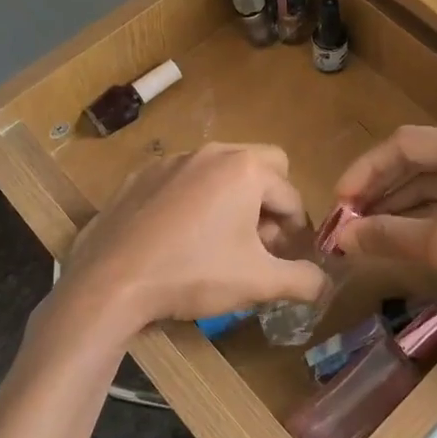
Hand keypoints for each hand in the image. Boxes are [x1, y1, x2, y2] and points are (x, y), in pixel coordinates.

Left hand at [49, 144, 325, 338]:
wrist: (110, 281)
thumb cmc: (194, 274)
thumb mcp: (258, 282)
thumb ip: (302, 280)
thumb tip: (326, 284)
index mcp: (246, 169)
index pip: (291, 197)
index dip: (296, 231)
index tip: (286, 260)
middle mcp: (213, 152)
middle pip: (263, 167)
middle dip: (269, 203)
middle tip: (257, 243)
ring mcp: (173, 159)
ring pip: (222, 171)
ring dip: (234, 200)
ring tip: (220, 243)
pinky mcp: (142, 174)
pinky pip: (185, 179)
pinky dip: (195, 200)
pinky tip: (179, 237)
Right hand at [329, 127, 436, 362]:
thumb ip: (387, 234)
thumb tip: (341, 238)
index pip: (403, 144)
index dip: (365, 170)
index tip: (340, 202)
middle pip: (419, 159)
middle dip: (381, 187)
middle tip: (349, 216)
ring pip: (436, 179)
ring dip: (401, 201)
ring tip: (367, 227)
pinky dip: (426, 211)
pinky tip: (402, 232)